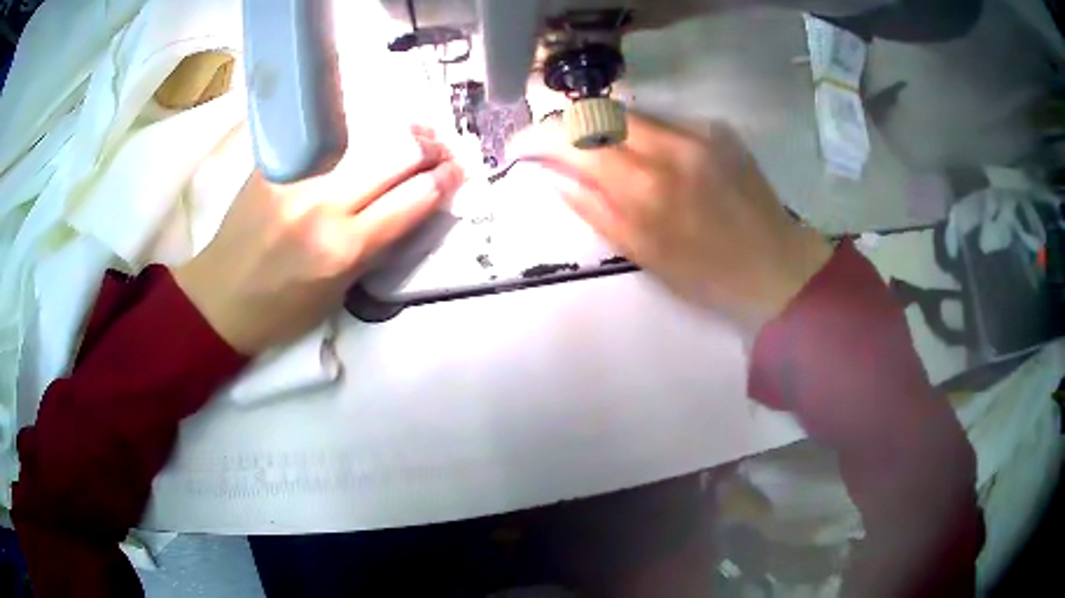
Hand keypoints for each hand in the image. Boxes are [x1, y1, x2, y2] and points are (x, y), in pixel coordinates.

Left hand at [174, 129, 462, 353]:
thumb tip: (412, 203)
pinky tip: (370, 132)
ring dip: (400, 131)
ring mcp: (295, 175)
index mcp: (343, 249)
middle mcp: (323, 204)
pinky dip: (359, 131)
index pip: (413, 198)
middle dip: (431, 147)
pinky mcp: (274, 161)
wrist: (219, 298)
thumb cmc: (282, 310)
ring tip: (415, 134)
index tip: (457, 172)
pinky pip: (329, 135)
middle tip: (441, 150)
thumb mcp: (340, 292)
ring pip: (365, 132)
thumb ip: (378, 244)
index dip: (445, 180)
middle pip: (396, 152)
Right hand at [509, 114, 830, 332]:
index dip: (537, 138)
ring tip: (599, 156)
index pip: (575, 139)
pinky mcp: (719, 130)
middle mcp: (671, 146)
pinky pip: (664, 122)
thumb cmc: (707, 275)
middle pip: (599, 112)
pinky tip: (649, 159)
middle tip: (555, 148)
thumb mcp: (642, 253)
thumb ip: (593, 208)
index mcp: (646, 188)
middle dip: (567, 126)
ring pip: (631, 113)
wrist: (777, 267)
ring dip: (604, 130)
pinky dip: (642, 135)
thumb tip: (553, 175)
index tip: (518, 148)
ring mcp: (699, 133)